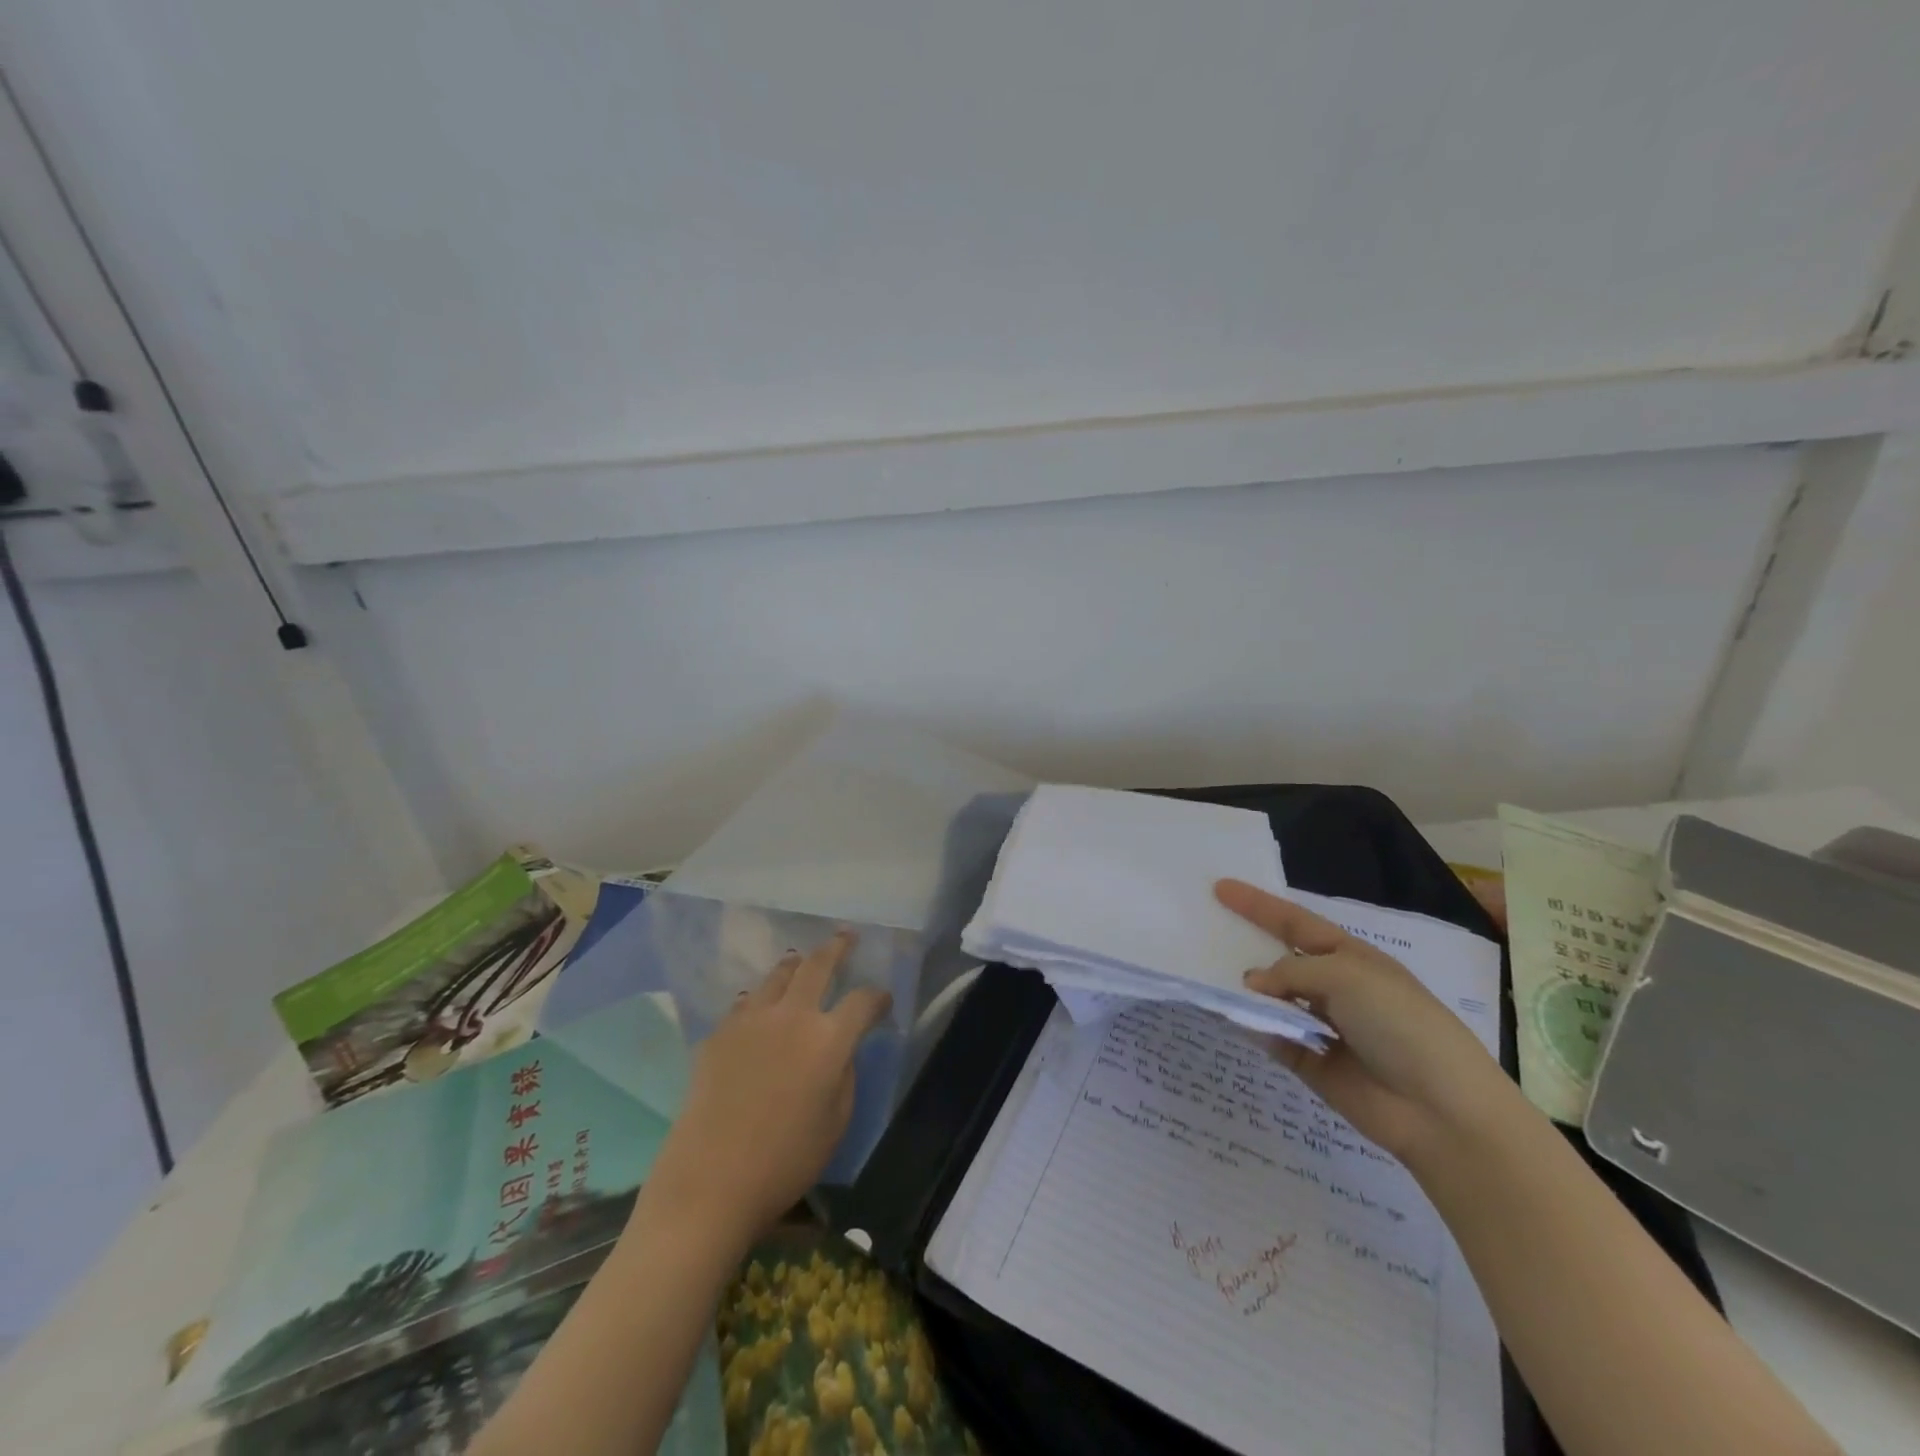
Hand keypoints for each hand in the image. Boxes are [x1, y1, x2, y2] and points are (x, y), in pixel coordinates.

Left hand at [647, 931, 891, 1242]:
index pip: (863, 1001)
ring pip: (778, 975)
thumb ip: (845, 1075)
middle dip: (837, 947)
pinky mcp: (720, 1033)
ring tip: (800, 960)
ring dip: (796, 964)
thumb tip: (840, 1050)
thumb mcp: (836, 1123)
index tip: (883, 1000)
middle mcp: (793, 1016)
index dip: (877, 997)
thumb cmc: (786, 1161)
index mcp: (829, 1039)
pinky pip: (746, 1002)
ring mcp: (751, 1019)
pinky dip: (760, 997)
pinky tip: (758, 1004)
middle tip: (847, 936)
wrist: (710, 1181)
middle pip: (818, 966)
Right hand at [1215, 880, 1512, 1159]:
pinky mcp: (1311, 1063)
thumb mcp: (1346, 976)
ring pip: (1271, 1000)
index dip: (1258, 905)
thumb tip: (1253, 985)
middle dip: (1246, 945)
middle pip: (1279, 959)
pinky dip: (1250, 1027)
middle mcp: (1334, 988)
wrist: (1441, 1109)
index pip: (1295, 922)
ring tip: (1204, 974)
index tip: (1220, 887)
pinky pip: (1270, 1038)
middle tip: (1203, 931)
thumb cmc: (1400, 1023)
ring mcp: (1322, 1026)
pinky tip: (1225, 1016)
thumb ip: (1291, 972)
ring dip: (1244, 990)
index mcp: (1350, 957)